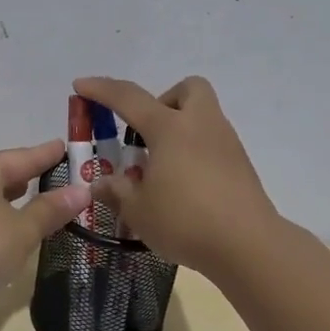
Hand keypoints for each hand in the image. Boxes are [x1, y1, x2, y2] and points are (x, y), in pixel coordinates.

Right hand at [72, 76, 278, 278]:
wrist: (249, 245)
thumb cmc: (185, 221)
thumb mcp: (138, 210)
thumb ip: (116, 191)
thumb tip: (100, 183)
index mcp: (170, 128)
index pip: (129, 98)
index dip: (101, 90)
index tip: (80, 85)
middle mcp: (201, 125)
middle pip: (188, 89)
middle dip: (163, 100)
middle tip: (146, 132)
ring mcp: (226, 143)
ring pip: (203, 116)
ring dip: (179, 129)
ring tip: (161, 166)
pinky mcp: (241, 165)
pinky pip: (213, 143)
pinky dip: (194, 152)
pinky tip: (183, 185)